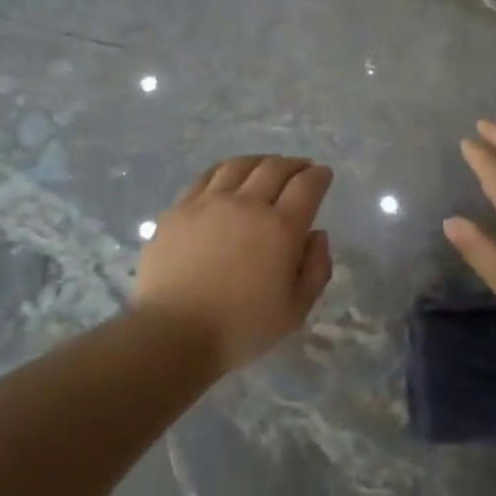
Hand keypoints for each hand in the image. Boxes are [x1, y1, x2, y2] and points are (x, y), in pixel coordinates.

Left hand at [135, 155, 333, 372]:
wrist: (172, 334)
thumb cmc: (240, 329)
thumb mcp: (295, 311)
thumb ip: (316, 270)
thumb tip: (317, 234)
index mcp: (281, 228)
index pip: (307, 186)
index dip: (319, 176)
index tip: (323, 174)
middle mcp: (247, 204)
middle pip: (275, 168)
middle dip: (294, 164)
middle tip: (301, 169)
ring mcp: (209, 202)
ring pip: (240, 166)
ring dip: (260, 161)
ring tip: (266, 167)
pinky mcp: (179, 209)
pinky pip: (207, 177)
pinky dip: (226, 170)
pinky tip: (228, 177)